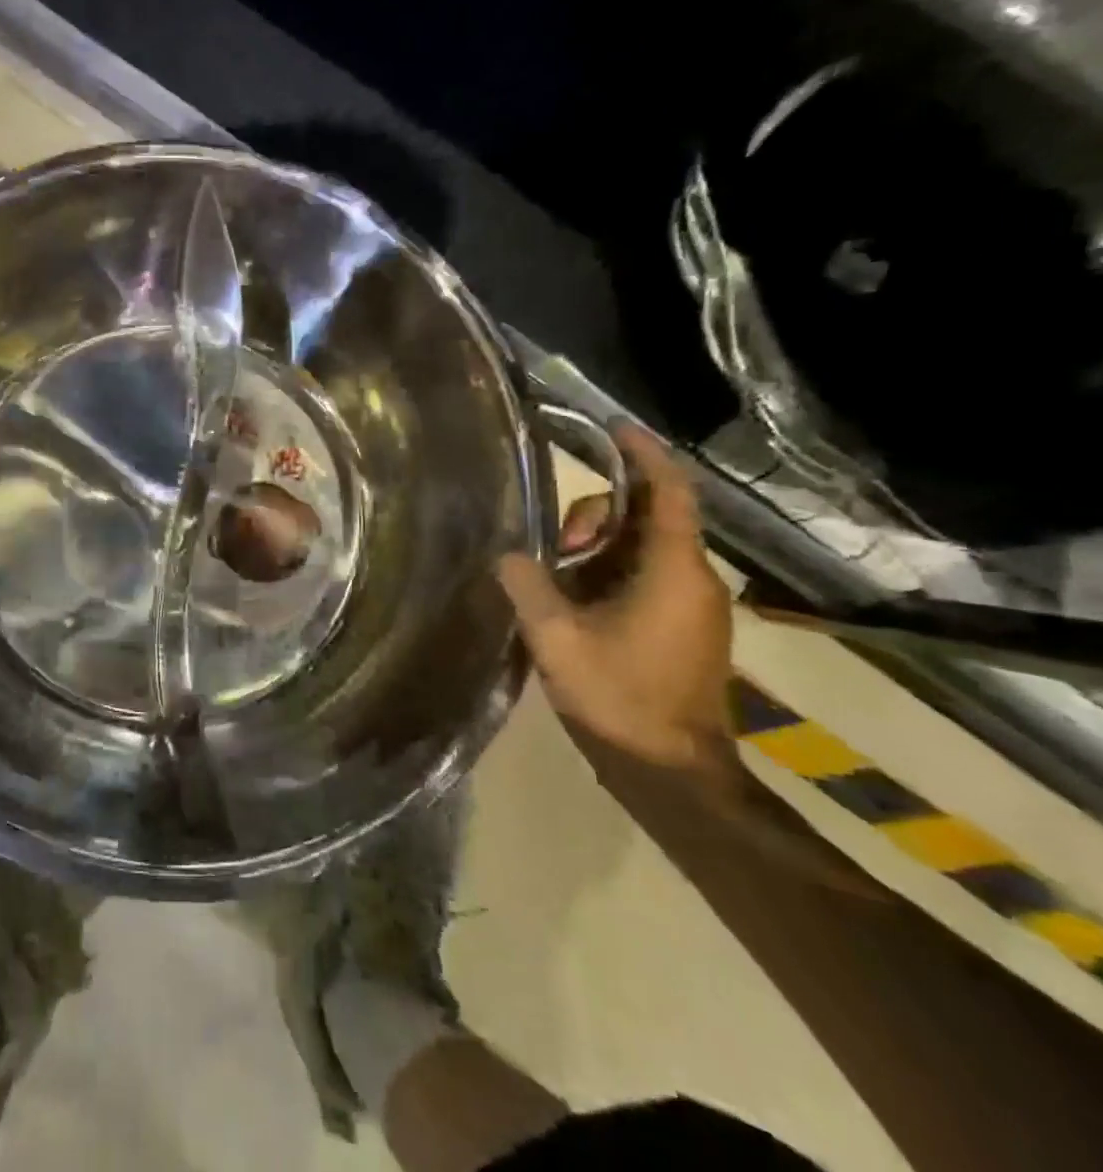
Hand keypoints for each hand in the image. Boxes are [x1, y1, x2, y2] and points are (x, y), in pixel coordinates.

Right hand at [495, 424, 733, 775]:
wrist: (672, 773)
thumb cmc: (620, 698)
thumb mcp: (556, 637)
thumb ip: (527, 584)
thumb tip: (509, 555)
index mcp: (672, 570)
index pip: (668, 491)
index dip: (643, 454)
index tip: (613, 429)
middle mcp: (693, 579)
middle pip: (646, 518)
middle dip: (595, 517)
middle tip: (553, 546)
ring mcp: (692, 607)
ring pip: (641, 551)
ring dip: (595, 550)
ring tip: (552, 579)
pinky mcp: (684, 630)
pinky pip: (643, 579)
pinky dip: (605, 574)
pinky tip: (569, 602)